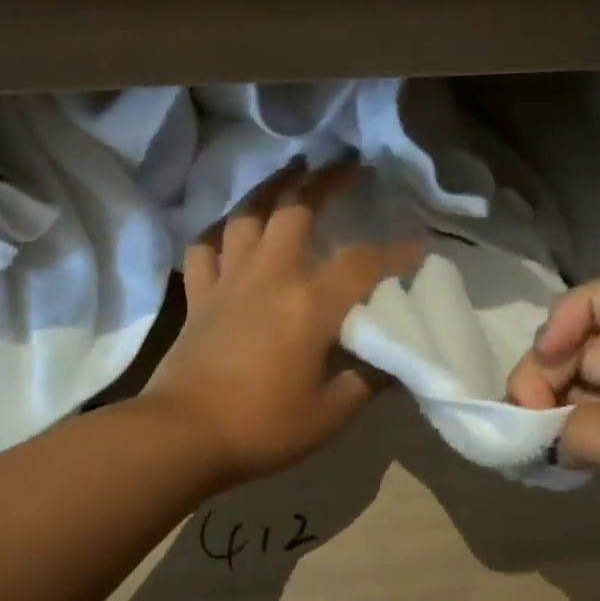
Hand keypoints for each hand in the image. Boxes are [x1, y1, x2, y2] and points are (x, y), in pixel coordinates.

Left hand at [146, 165, 423, 488]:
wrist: (182, 436)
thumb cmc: (262, 428)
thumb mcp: (330, 414)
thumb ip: (367, 381)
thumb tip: (394, 361)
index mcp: (309, 304)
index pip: (362, 263)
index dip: (395, 253)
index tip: (418, 249)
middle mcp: (269, 277)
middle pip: (296, 210)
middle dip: (324, 180)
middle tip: (344, 163)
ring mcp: (228, 282)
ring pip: (246, 217)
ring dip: (269, 188)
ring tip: (288, 172)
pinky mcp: (198, 297)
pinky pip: (204, 250)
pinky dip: (219, 235)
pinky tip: (230, 233)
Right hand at [507, 276, 599, 600]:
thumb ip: (591, 427)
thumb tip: (543, 431)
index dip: (578, 311)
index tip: (545, 355)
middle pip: (591, 344)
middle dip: (547, 367)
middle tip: (520, 415)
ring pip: (580, 389)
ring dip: (542, 404)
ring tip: (518, 442)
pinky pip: (582, 433)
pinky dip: (552, 439)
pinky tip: (531, 461)